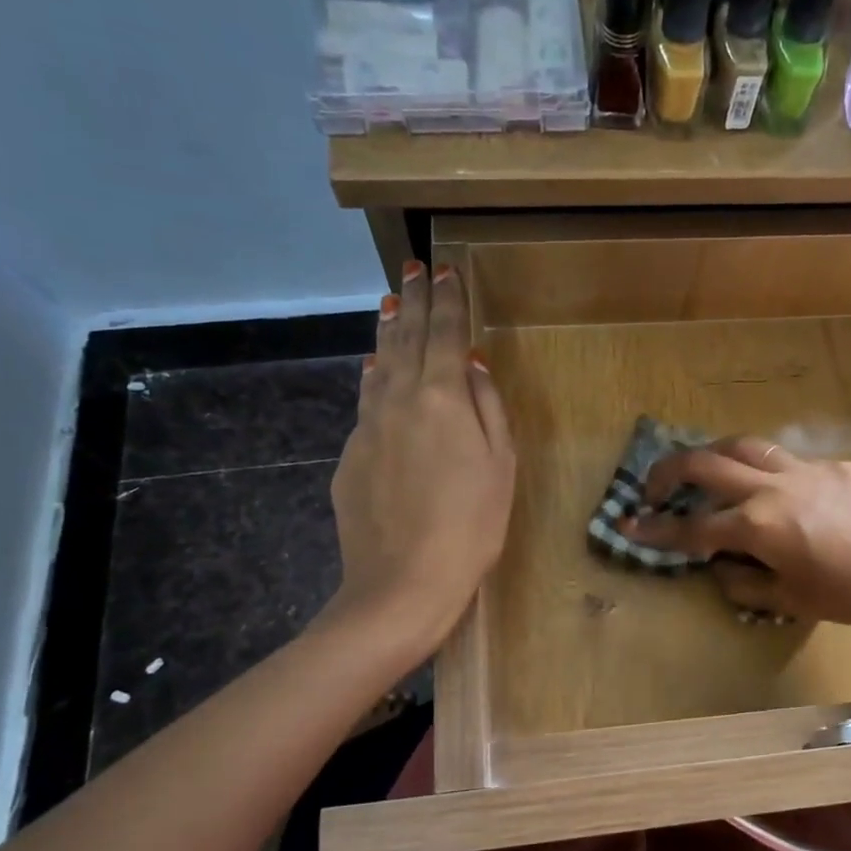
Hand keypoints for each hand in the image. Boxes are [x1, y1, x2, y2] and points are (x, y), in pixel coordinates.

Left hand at [324, 260, 514, 654]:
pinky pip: (366, 403)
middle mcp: (398, 400)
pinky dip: (375, 378)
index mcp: (442, 398)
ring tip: (391, 304)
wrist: (402, 583)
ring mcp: (368, 427)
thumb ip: (487, 406)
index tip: (446, 268)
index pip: (445, 333)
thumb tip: (472, 363)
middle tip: (414, 267)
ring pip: (379, 366)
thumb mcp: (500, 465)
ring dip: (388, 332)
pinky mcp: (350, 456)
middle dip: (414, 299)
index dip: (448, 299)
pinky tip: (376, 371)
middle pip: (406, 338)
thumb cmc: (472, 526)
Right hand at [624, 437, 850, 630]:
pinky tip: (777, 492)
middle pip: (706, 464)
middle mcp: (773, 487)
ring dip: (714, 455)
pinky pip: (788, 461)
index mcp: (759, 526)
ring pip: (745, 446)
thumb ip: (746, 582)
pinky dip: (766, 471)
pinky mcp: (835, 465)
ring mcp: (805, 469)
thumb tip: (720, 567)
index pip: (694, 527)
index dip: (656, 529)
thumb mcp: (792, 601)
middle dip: (669, 472)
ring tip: (705, 470)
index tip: (629, 524)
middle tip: (654, 487)